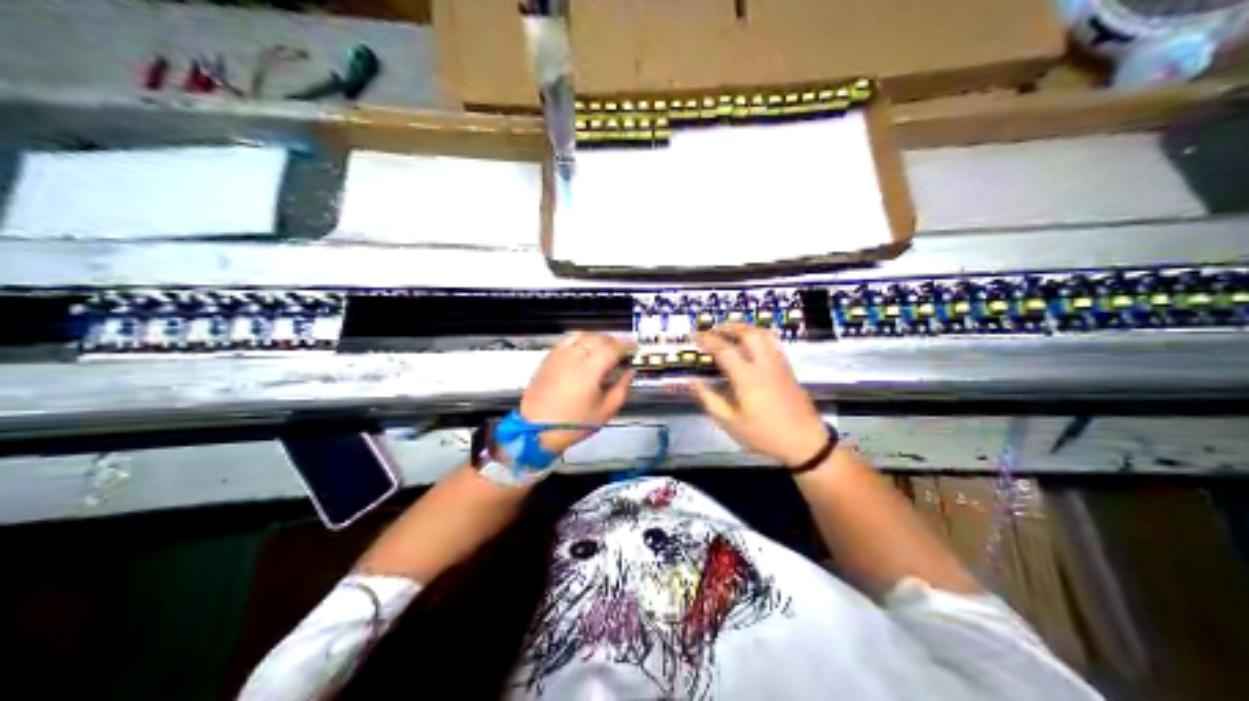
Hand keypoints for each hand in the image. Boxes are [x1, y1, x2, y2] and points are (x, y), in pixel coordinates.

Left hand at [519, 332, 634, 452]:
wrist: (537, 430)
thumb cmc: (574, 424)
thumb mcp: (605, 411)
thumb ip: (621, 388)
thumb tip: (629, 372)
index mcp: (589, 370)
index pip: (612, 348)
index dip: (626, 345)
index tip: (635, 347)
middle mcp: (573, 357)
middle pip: (597, 338)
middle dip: (612, 340)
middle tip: (622, 348)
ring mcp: (558, 356)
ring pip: (580, 335)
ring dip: (596, 337)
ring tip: (604, 346)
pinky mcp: (547, 360)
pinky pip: (566, 341)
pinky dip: (579, 340)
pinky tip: (584, 349)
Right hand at [687, 322, 827, 466]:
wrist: (804, 442)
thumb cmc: (764, 434)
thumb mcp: (730, 423)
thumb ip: (710, 399)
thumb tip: (692, 381)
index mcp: (747, 377)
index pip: (724, 349)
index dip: (707, 339)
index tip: (695, 336)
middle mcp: (764, 364)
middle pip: (747, 333)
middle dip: (728, 327)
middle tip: (713, 330)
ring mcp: (779, 365)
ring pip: (763, 335)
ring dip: (745, 328)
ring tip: (732, 332)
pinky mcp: (788, 369)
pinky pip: (773, 344)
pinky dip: (759, 337)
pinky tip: (752, 347)